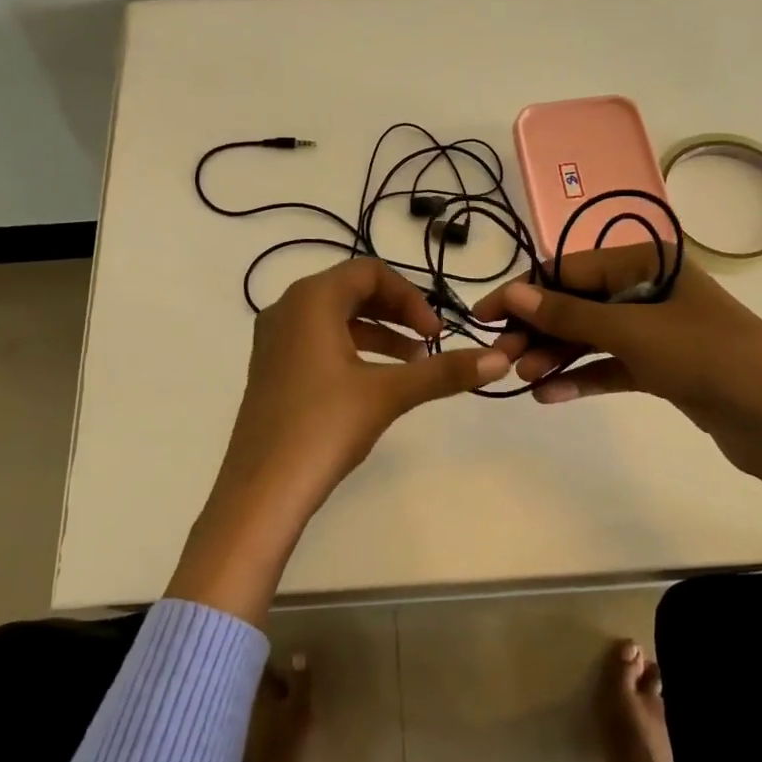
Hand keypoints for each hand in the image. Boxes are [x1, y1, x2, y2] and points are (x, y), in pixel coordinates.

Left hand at [169, 258, 509, 622]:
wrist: (262, 489)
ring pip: (335, 317)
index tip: (437, 333)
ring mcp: (274, 339)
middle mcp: (287, 308)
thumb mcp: (389, 394)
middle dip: (396, 312)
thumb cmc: (324, 427)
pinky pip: (317, 340)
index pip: (369, 273)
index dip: (411, 297)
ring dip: (378, 332)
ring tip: (413, 363)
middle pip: (352, 290)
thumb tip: (499, 359)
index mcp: (311, 299)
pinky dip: (352, 349)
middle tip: (429, 342)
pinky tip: (375, 381)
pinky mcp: (271, 367)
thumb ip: (443, 372)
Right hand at [471, 246, 761, 488]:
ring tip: (524, 379)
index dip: (524, 292)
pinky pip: (610, 366)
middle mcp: (648, 288)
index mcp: (646, 261)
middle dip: (538, 330)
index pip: (569, 269)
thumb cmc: (708, 357)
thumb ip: (568, 314)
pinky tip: (550, 396)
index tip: (485, 316)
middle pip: (576, 304)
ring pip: (590, 337)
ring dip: (556, 356)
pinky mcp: (660, 367)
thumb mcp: (632, 331)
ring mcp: (655, 329)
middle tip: (502, 357)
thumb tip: (510, 293)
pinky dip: (582, 378)